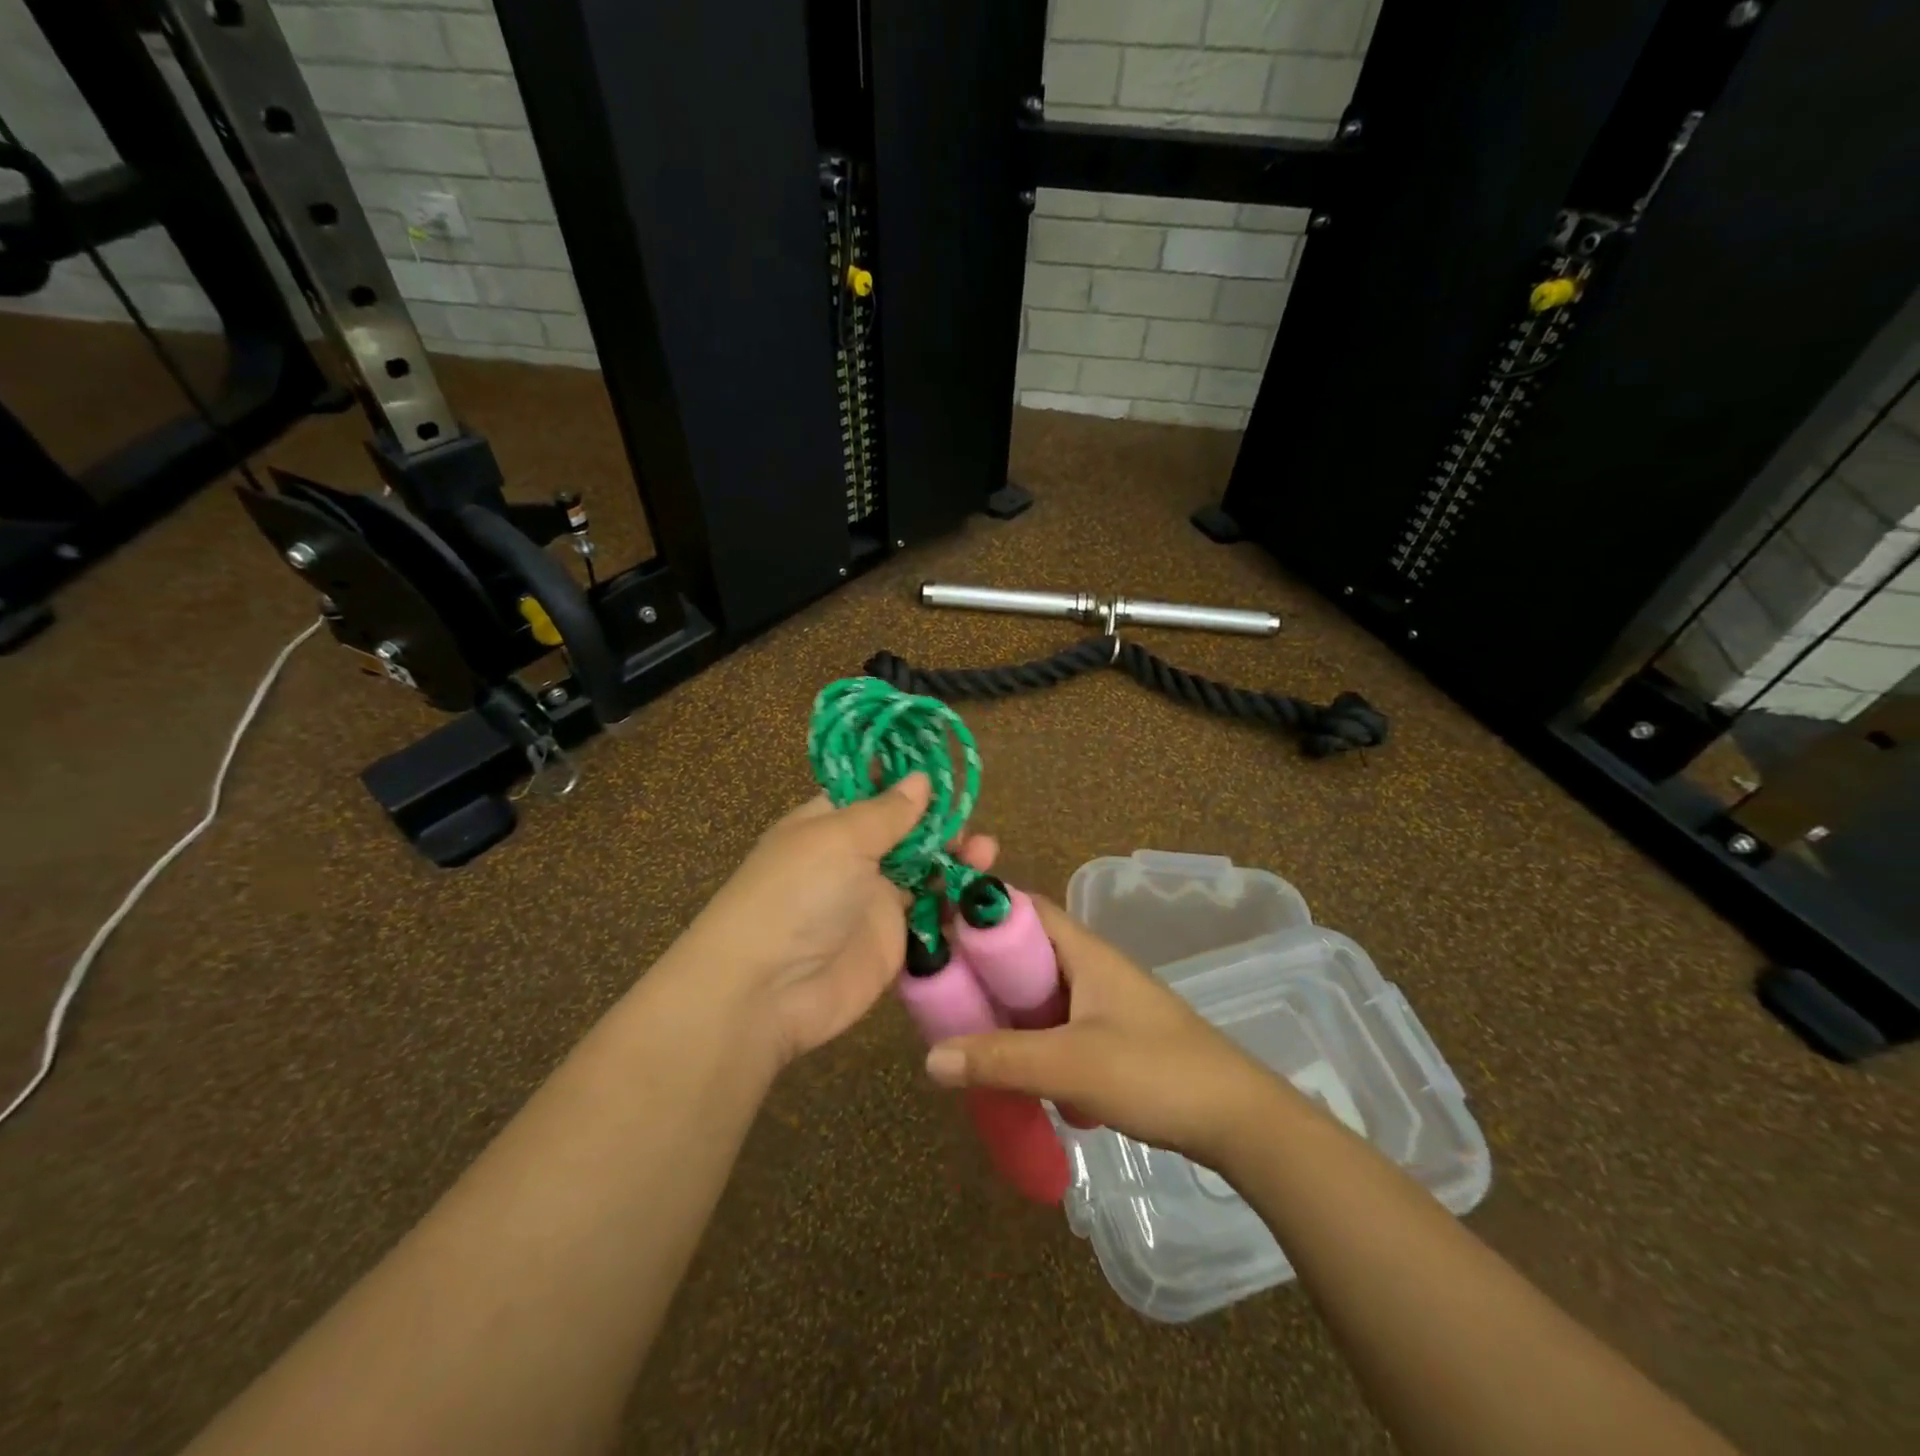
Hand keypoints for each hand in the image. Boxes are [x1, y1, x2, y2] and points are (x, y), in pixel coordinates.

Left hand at [676, 774, 996, 1067]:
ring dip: (956, 861)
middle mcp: (852, 859)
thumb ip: (886, 811)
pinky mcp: (893, 943)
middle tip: (971, 828)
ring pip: (924, 873)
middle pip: (907, 834)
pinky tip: (983, 895)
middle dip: (942, 826)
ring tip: (986, 853)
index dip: (908, 783)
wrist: (767, 990)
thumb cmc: (797, 893)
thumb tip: (920, 778)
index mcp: (829, 824)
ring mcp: (873, 902)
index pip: (873, 793)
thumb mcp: (839, 838)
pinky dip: (957, 905)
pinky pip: (931, 917)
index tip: (949, 773)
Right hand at [922, 897, 1277, 1168]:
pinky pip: (1054, 1021)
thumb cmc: (1155, 1071)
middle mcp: (1090, 966)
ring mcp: (1102, 1001)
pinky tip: (1006, 1062)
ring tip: (959, 1028)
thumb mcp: (1070, 1065)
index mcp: (1084, 950)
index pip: (1024, 908)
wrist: (1237, 1118)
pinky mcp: (1110, 1035)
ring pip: (1038, 991)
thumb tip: (929, 1058)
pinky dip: (1026, 1033)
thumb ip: (1000, 1059)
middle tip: (938, 991)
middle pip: (1025, 951)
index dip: (981, 912)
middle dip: (982, 968)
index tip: (937, 930)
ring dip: (1003, 1006)